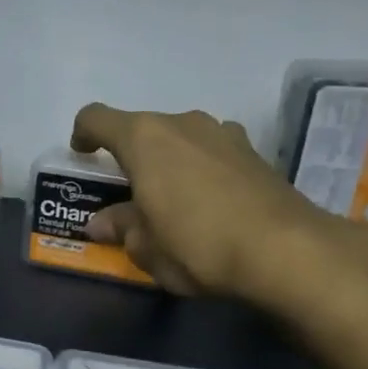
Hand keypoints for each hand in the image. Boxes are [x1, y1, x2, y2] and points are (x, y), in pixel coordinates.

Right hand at [70, 103, 339, 298]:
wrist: (286, 250)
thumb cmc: (197, 244)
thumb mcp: (147, 247)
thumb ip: (121, 228)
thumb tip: (103, 223)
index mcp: (144, 138)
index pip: (96, 118)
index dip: (82, 134)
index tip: (82, 155)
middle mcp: (182, 123)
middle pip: (143, 129)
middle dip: (132, 158)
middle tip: (130, 195)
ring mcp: (224, 133)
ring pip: (181, 139)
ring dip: (170, 162)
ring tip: (174, 200)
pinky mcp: (255, 152)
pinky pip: (212, 152)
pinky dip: (202, 170)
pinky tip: (211, 204)